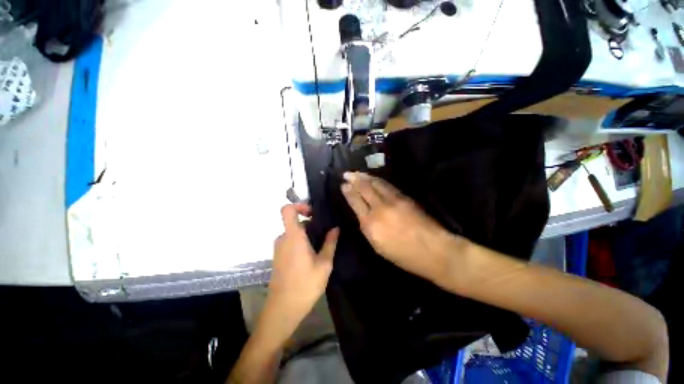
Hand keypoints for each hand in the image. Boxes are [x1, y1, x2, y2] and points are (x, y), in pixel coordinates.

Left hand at [264, 204, 338, 338]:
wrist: (282, 309)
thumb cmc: (305, 285)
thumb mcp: (324, 264)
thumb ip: (330, 243)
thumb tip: (335, 228)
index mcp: (293, 236)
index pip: (287, 210)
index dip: (299, 205)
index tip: (313, 213)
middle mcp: (283, 238)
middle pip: (296, 222)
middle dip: (311, 225)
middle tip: (326, 234)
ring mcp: (279, 248)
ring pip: (294, 233)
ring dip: (308, 235)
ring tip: (322, 247)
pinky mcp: (279, 256)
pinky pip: (290, 242)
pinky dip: (301, 243)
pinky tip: (312, 256)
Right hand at [341, 172, 462, 282]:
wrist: (434, 250)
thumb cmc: (404, 255)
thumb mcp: (378, 247)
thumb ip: (368, 227)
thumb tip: (362, 214)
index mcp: (371, 224)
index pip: (356, 202)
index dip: (349, 192)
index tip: (343, 185)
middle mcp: (380, 208)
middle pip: (364, 189)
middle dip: (354, 179)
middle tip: (347, 173)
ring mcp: (393, 200)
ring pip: (376, 184)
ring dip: (365, 177)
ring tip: (357, 173)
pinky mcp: (404, 197)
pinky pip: (387, 185)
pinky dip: (377, 180)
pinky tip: (373, 179)